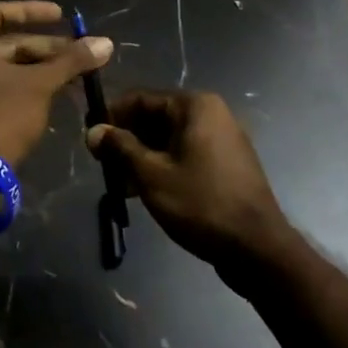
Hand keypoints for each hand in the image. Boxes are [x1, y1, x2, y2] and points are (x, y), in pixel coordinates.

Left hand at [0, 1, 112, 169]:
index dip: (31, 11)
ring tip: (74, 76)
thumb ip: (71, 61)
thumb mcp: (40, 85)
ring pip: (4, 68)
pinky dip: (24, 86)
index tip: (61, 16)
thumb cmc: (1, 116)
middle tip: (79, 55)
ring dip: (39, 69)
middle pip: (6, 43)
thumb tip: (106, 43)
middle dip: (45, 48)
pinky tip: (55, 94)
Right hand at [87, 90, 290, 271]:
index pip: (141, 99)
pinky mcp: (226, 164)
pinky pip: (186, 154)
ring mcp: (222, 139)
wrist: (257, 248)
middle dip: (127, 139)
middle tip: (103, 164)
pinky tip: (144, 191)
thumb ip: (120, 148)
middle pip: (156, 118)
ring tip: (120, 183)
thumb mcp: (151, 175)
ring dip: (142, 156)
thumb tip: (93, 131)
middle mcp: (211, 114)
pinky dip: (163, 166)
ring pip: (169, 139)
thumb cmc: (201, 203)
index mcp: (195, 106)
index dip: (111, 115)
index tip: (90, 137)